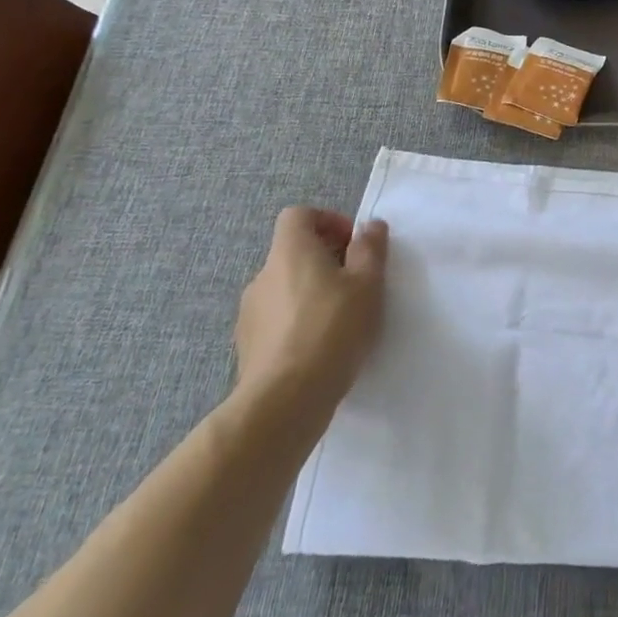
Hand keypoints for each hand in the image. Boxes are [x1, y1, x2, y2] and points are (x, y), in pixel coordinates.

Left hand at [233, 207, 388, 432]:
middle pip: (293, 252)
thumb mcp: (367, 283)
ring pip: (285, 287)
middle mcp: (263, 275)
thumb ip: (370, 248)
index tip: (352, 244)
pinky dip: (297, 322)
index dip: (327, 221)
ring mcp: (249, 313)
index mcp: (290, 252)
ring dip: (311, 292)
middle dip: (325, 260)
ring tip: (340, 319)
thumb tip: (369, 226)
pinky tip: (319, 347)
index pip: (298, 215)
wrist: (284, 401)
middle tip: (356, 283)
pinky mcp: (247, 347)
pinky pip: (276, 319)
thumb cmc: (332, 329)